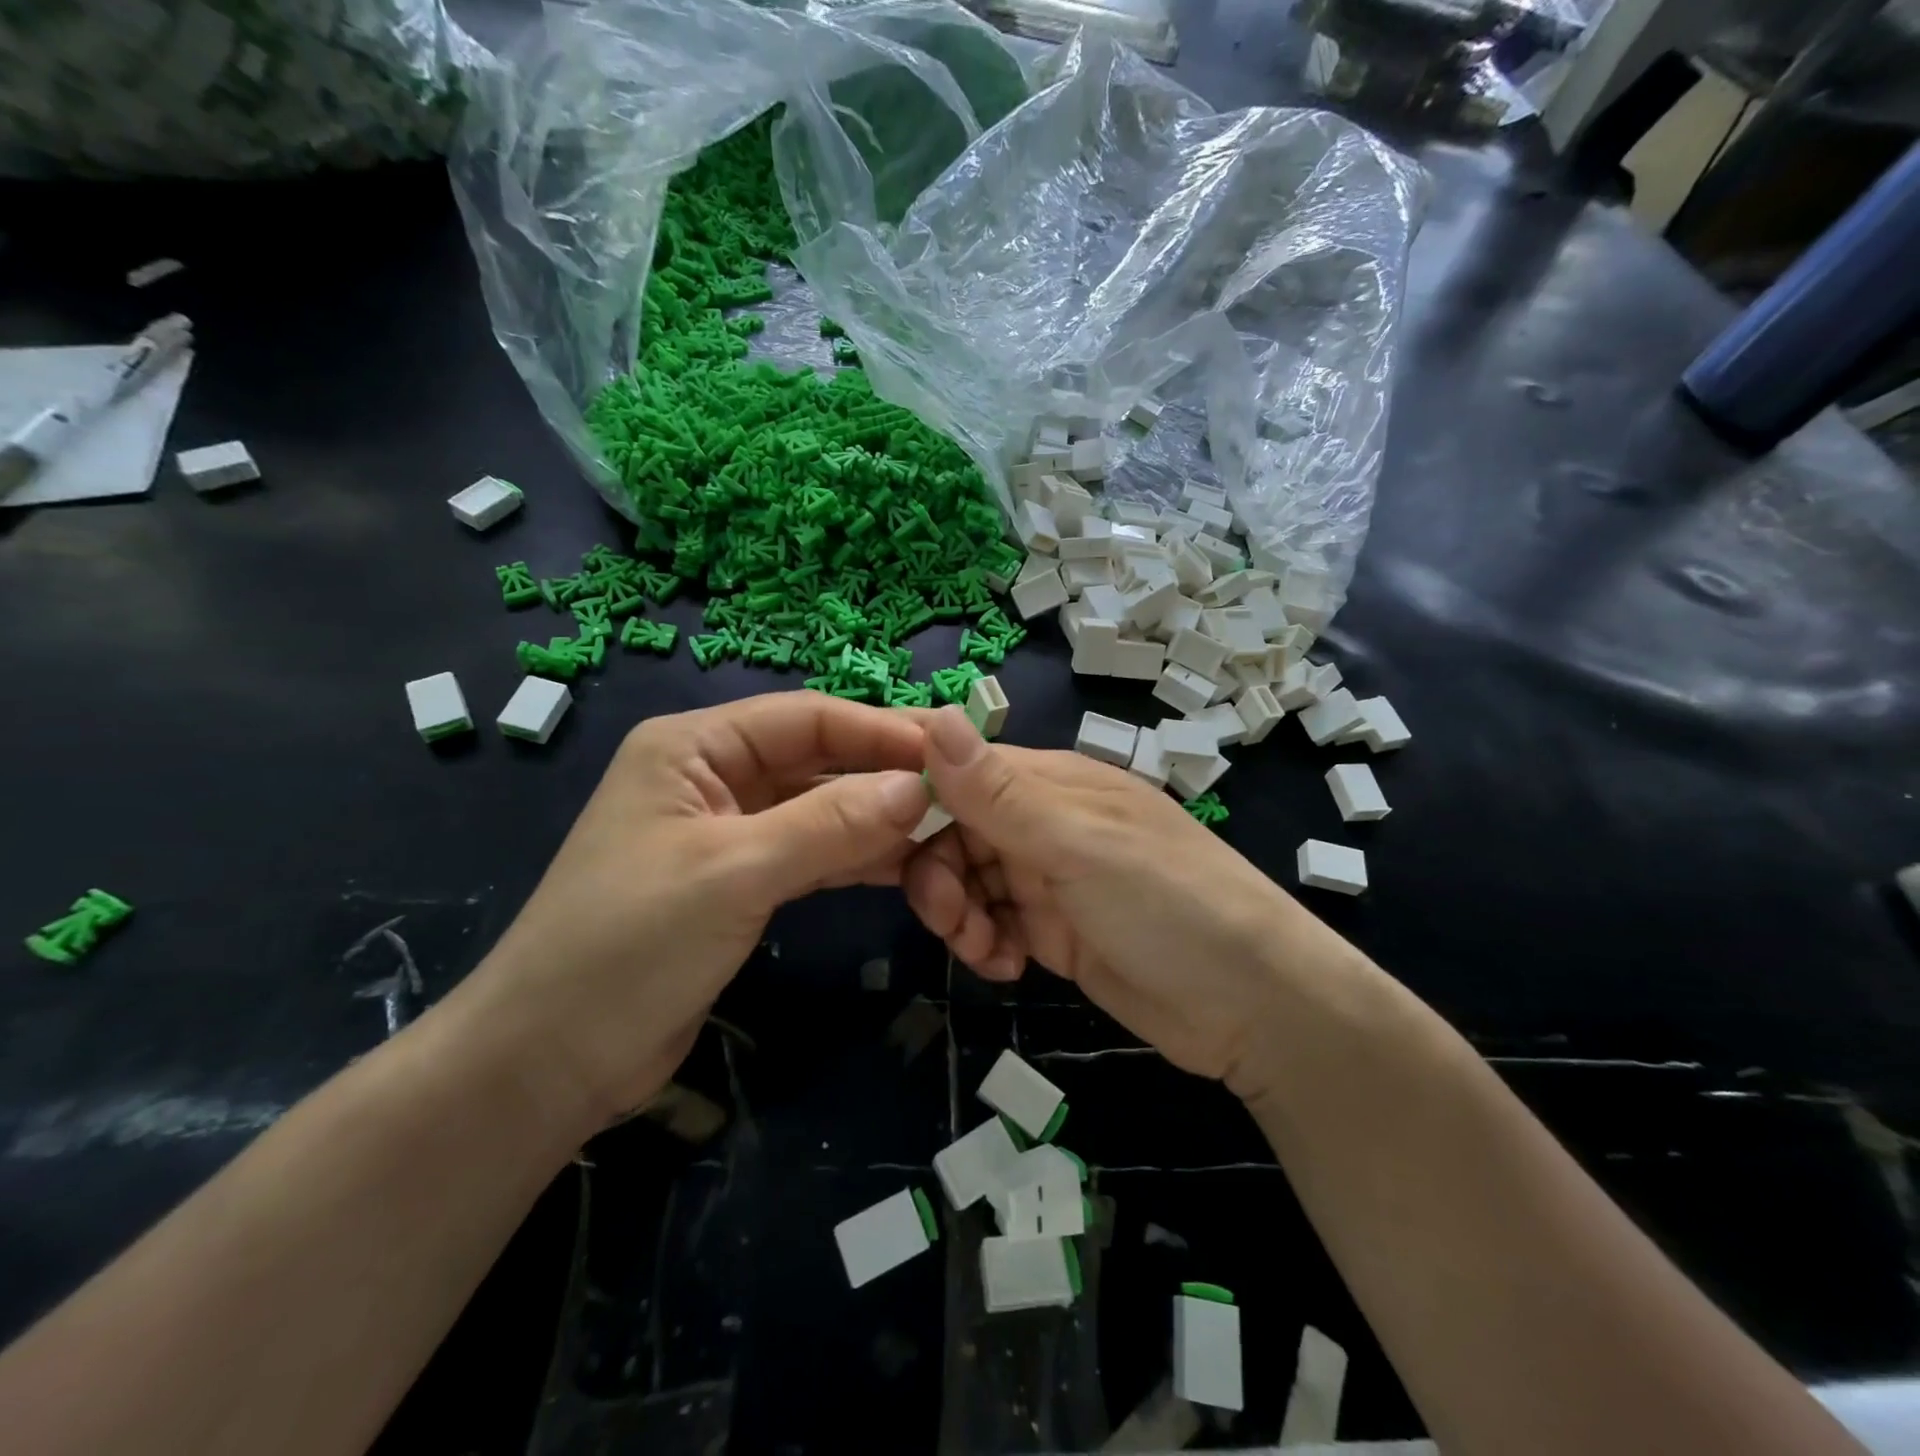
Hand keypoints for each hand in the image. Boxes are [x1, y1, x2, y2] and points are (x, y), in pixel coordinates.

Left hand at [451, 694, 931, 1128]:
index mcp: (694, 747)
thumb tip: (918, 788)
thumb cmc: (629, 946)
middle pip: (817, 760)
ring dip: (876, 820)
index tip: (949, 749)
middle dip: (883, 775)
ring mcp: (728, 832)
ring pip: (819, 809)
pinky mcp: (740, 882)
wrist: (550, 1062)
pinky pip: (811, 854)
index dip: (880, 729)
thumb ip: (830, 824)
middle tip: (960, 791)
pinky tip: (906, 866)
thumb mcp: (734, 873)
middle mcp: (713, 776)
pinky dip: (855, 858)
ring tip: (946, 830)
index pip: (806, 717)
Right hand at [903, 708, 1361, 1100]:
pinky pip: (994, 924)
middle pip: (954, 831)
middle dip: (938, 873)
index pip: (959, 771)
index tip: (874, 835)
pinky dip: (987, 944)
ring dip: (961, 916)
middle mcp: (1045, 822)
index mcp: (1051, 783)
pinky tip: (1009, 968)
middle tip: (953, 921)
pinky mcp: (1055, 930)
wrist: (1254, 1007)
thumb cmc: (1169, 905)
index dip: (914, 797)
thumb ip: (1000, 793)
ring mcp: (1050, 878)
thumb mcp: (1079, 845)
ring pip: (968, 881)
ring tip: (987, 952)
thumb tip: (936, 716)